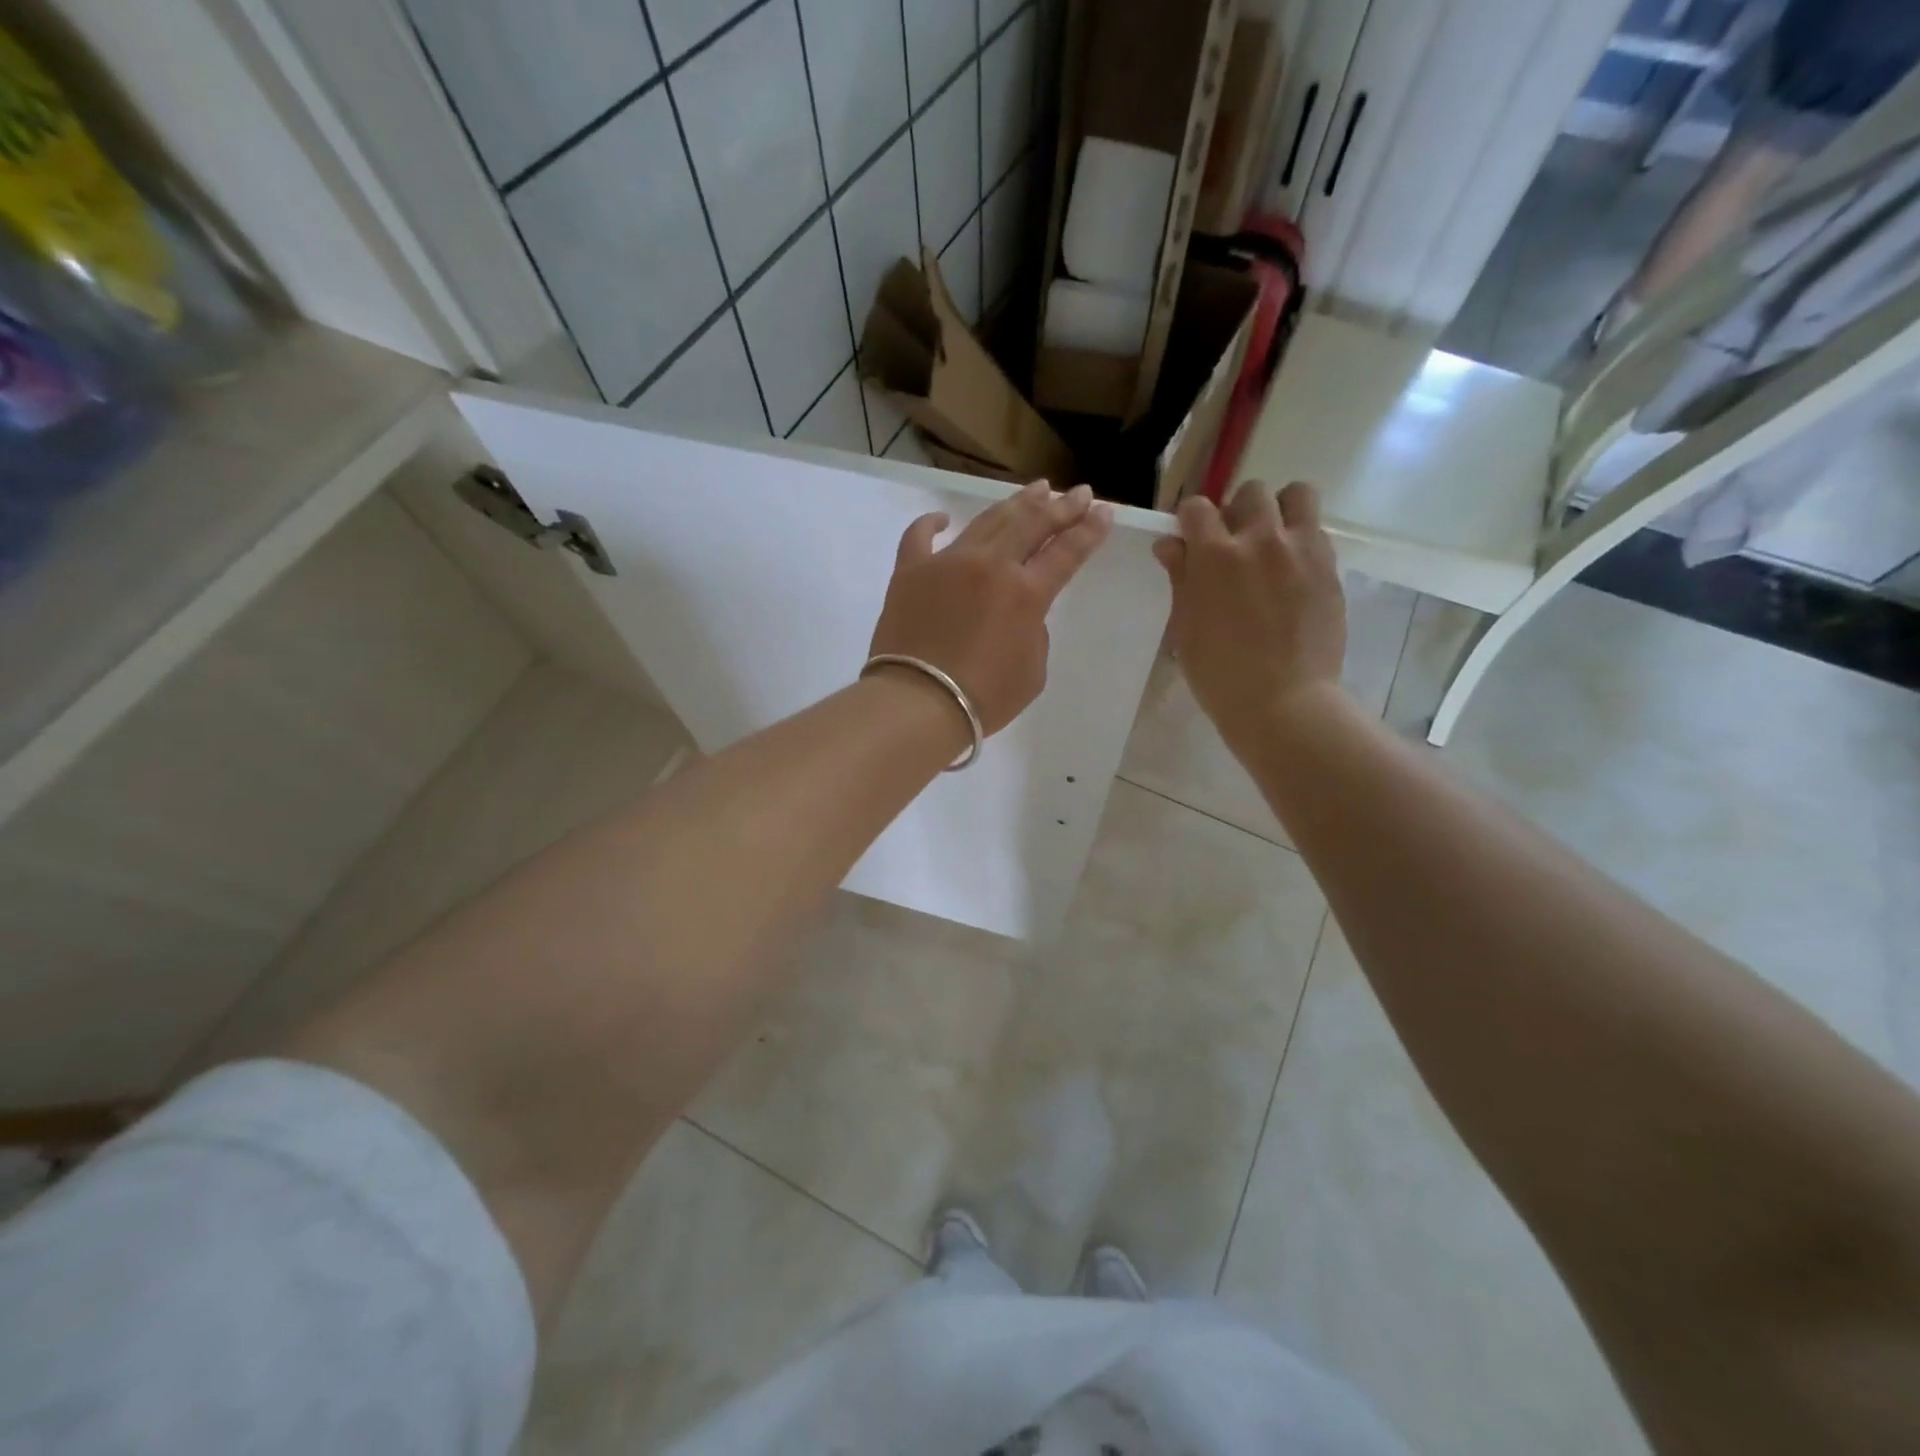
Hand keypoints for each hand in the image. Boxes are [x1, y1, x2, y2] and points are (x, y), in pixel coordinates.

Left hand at [869, 479, 1113, 734]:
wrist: (918, 703)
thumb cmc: (983, 698)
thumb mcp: (1032, 672)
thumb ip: (1033, 633)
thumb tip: (1017, 612)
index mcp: (1026, 593)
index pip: (1067, 552)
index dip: (1090, 530)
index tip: (1104, 511)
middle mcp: (990, 565)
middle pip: (1032, 523)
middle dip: (1061, 506)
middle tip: (1079, 492)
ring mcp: (947, 562)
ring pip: (987, 520)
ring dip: (1015, 503)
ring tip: (1035, 488)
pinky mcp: (910, 571)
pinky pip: (919, 537)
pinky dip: (931, 524)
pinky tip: (943, 518)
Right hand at [1154, 480, 1346, 750]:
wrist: (1282, 702)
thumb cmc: (1219, 673)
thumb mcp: (1186, 627)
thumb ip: (1181, 577)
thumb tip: (1170, 544)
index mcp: (1215, 555)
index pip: (1197, 508)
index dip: (1190, 521)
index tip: (1191, 540)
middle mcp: (1260, 540)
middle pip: (1250, 493)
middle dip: (1237, 512)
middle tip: (1234, 545)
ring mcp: (1301, 550)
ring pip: (1297, 495)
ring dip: (1280, 510)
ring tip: (1273, 541)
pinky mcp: (1330, 567)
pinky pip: (1317, 531)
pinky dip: (1302, 539)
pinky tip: (1293, 571)